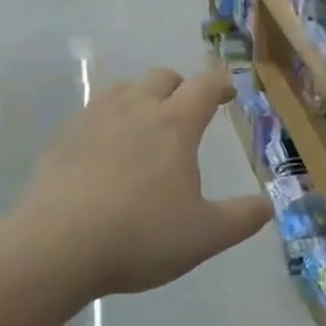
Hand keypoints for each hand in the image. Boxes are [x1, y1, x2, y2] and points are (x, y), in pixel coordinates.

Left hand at [17, 67, 272, 296]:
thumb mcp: (205, 235)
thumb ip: (242, 218)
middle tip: (187, 108)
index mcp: (174, 125)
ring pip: (122, 88)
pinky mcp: (62, 140)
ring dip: (140, 95)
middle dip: (180, 86)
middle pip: (161, 77)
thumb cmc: (141, 236)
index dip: (220, 84)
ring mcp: (94, 121)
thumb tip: (269, 205)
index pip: (204, 86)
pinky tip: (104, 146)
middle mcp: (135, 110)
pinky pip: (90, 113)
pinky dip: (106, 118)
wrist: (57, 247)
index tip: (228, 92)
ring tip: (146, 120)